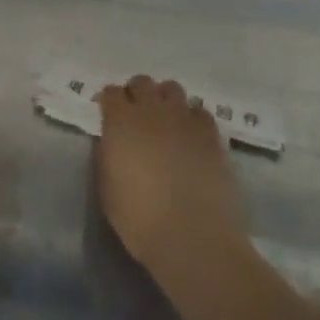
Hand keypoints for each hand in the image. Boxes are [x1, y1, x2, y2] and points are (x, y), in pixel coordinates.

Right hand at [95, 75, 252, 297]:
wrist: (193, 236)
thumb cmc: (140, 219)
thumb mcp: (107, 187)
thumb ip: (109, 154)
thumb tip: (114, 141)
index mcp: (120, 121)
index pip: (111, 93)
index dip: (109, 102)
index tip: (108, 115)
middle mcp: (152, 110)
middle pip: (142, 83)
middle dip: (136, 94)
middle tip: (136, 116)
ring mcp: (184, 118)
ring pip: (172, 89)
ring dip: (165, 101)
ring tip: (166, 122)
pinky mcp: (211, 133)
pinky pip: (199, 111)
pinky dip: (192, 118)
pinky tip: (191, 136)